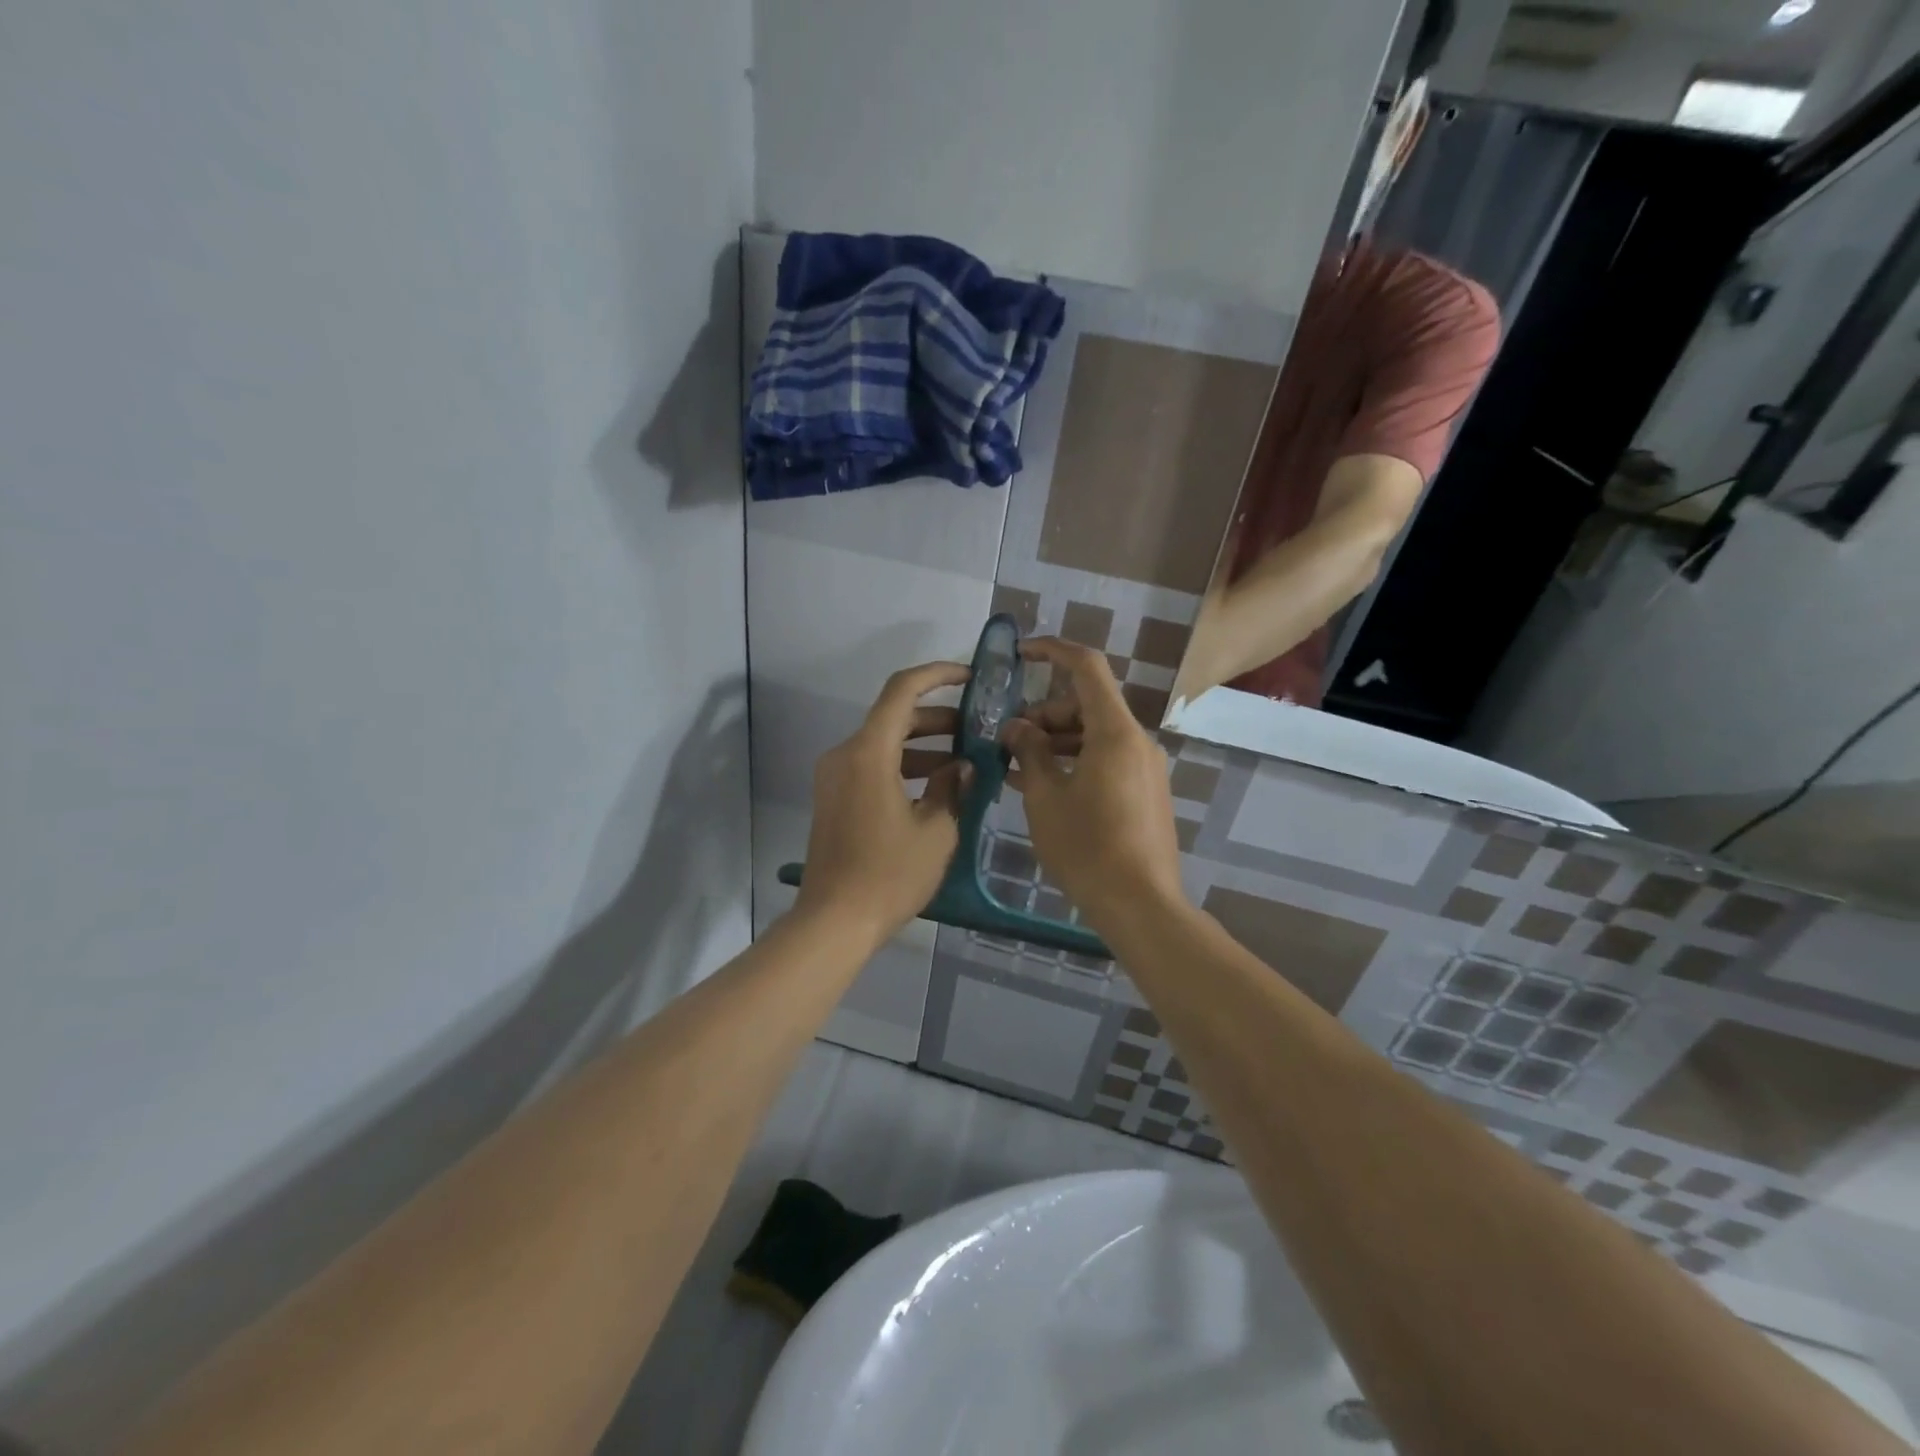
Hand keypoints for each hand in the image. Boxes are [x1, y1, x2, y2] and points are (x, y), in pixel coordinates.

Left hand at [796, 662, 973, 946]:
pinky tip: (934, 789)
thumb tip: (961, 767)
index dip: (937, 675)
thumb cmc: (890, 874)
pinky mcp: (834, 798)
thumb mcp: (936, 831)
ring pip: (883, 744)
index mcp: (868, 753)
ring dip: (922, 746)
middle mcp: (845, 754)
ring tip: (963, 764)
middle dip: (937, 719)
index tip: (969, 677)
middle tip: (976, 730)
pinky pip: (871, 766)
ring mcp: (834, 777)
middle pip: (893, 718)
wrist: (834, 921)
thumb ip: (951, 788)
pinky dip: (902, 767)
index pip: (902, 690)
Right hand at [1001, 639, 1184, 930]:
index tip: (1020, 655)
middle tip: (1008, 741)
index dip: (1052, 651)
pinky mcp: (1145, 792)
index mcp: (1115, 732)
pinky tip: (1045, 787)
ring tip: (1018, 768)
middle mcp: (1136, 741)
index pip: (1086, 667)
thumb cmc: (1086, 847)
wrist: (1140, 904)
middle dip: (1044, 713)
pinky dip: (1075, 761)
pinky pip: (1106, 760)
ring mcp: (1145, 767)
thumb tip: (1016, 728)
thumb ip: (1028, 752)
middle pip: (1087, 705)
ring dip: (1056, 741)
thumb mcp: (1045, 797)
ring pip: (1095, 735)